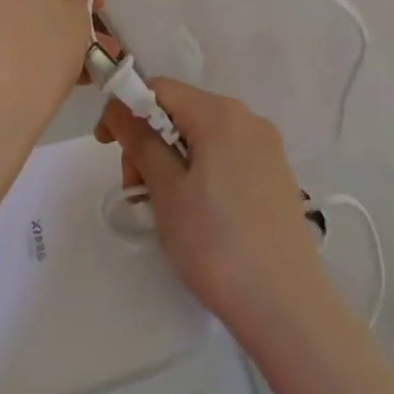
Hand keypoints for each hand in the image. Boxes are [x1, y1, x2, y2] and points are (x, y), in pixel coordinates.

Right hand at [98, 79, 328, 334]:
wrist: (287, 305)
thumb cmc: (216, 243)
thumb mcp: (167, 191)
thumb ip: (140, 141)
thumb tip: (119, 107)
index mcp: (221, 112)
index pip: (161, 88)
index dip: (126, 108)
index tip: (106, 146)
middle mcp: (248, 118)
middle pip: (183, 111)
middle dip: (149, 140)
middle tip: (136, 190)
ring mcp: (267, 147)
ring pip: (204, 136)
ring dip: (173, 159)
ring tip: (164, 209)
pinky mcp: (276, 175)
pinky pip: (227, 156)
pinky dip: (201, 171)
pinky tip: (197, 213)